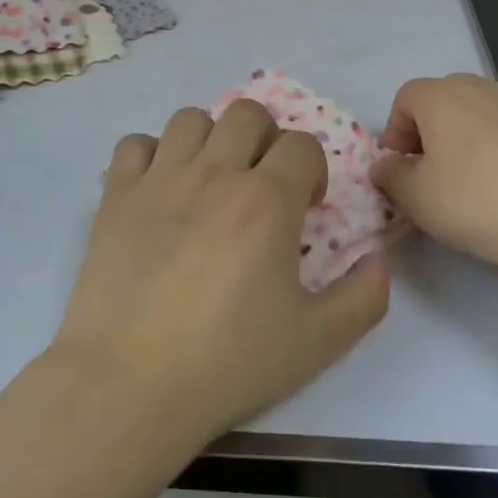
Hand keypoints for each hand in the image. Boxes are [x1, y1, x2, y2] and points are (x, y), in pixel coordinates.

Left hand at [52, 100, 390, 445]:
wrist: (131, 384)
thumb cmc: (228, 362)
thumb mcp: (318, 342)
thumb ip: (364, 298)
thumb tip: (381, 261)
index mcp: (267, 200)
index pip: (301, 144)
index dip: (312, 169)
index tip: (304, 207)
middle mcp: (215, 173)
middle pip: (247, 113)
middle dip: (264, 139)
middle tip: (260, 183)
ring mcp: (160, 178)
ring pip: (191, 118)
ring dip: (209, 139)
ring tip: (209, 180)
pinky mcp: (116, 195)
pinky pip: (135, 144)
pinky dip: (151, 156)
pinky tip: (158, 191)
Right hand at [370, 74, 497, 287]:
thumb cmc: (483, 202)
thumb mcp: (419, 200)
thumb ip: (391, 178)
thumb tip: (385, 166)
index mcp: (440, 97)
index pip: (403, 100)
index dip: (396, 134)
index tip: (402, 171)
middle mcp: (479, 87)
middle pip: (441, 103)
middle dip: (430, 136)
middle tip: (434, 178)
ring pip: (478, 116)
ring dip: (466, 143)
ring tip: (476, 187)